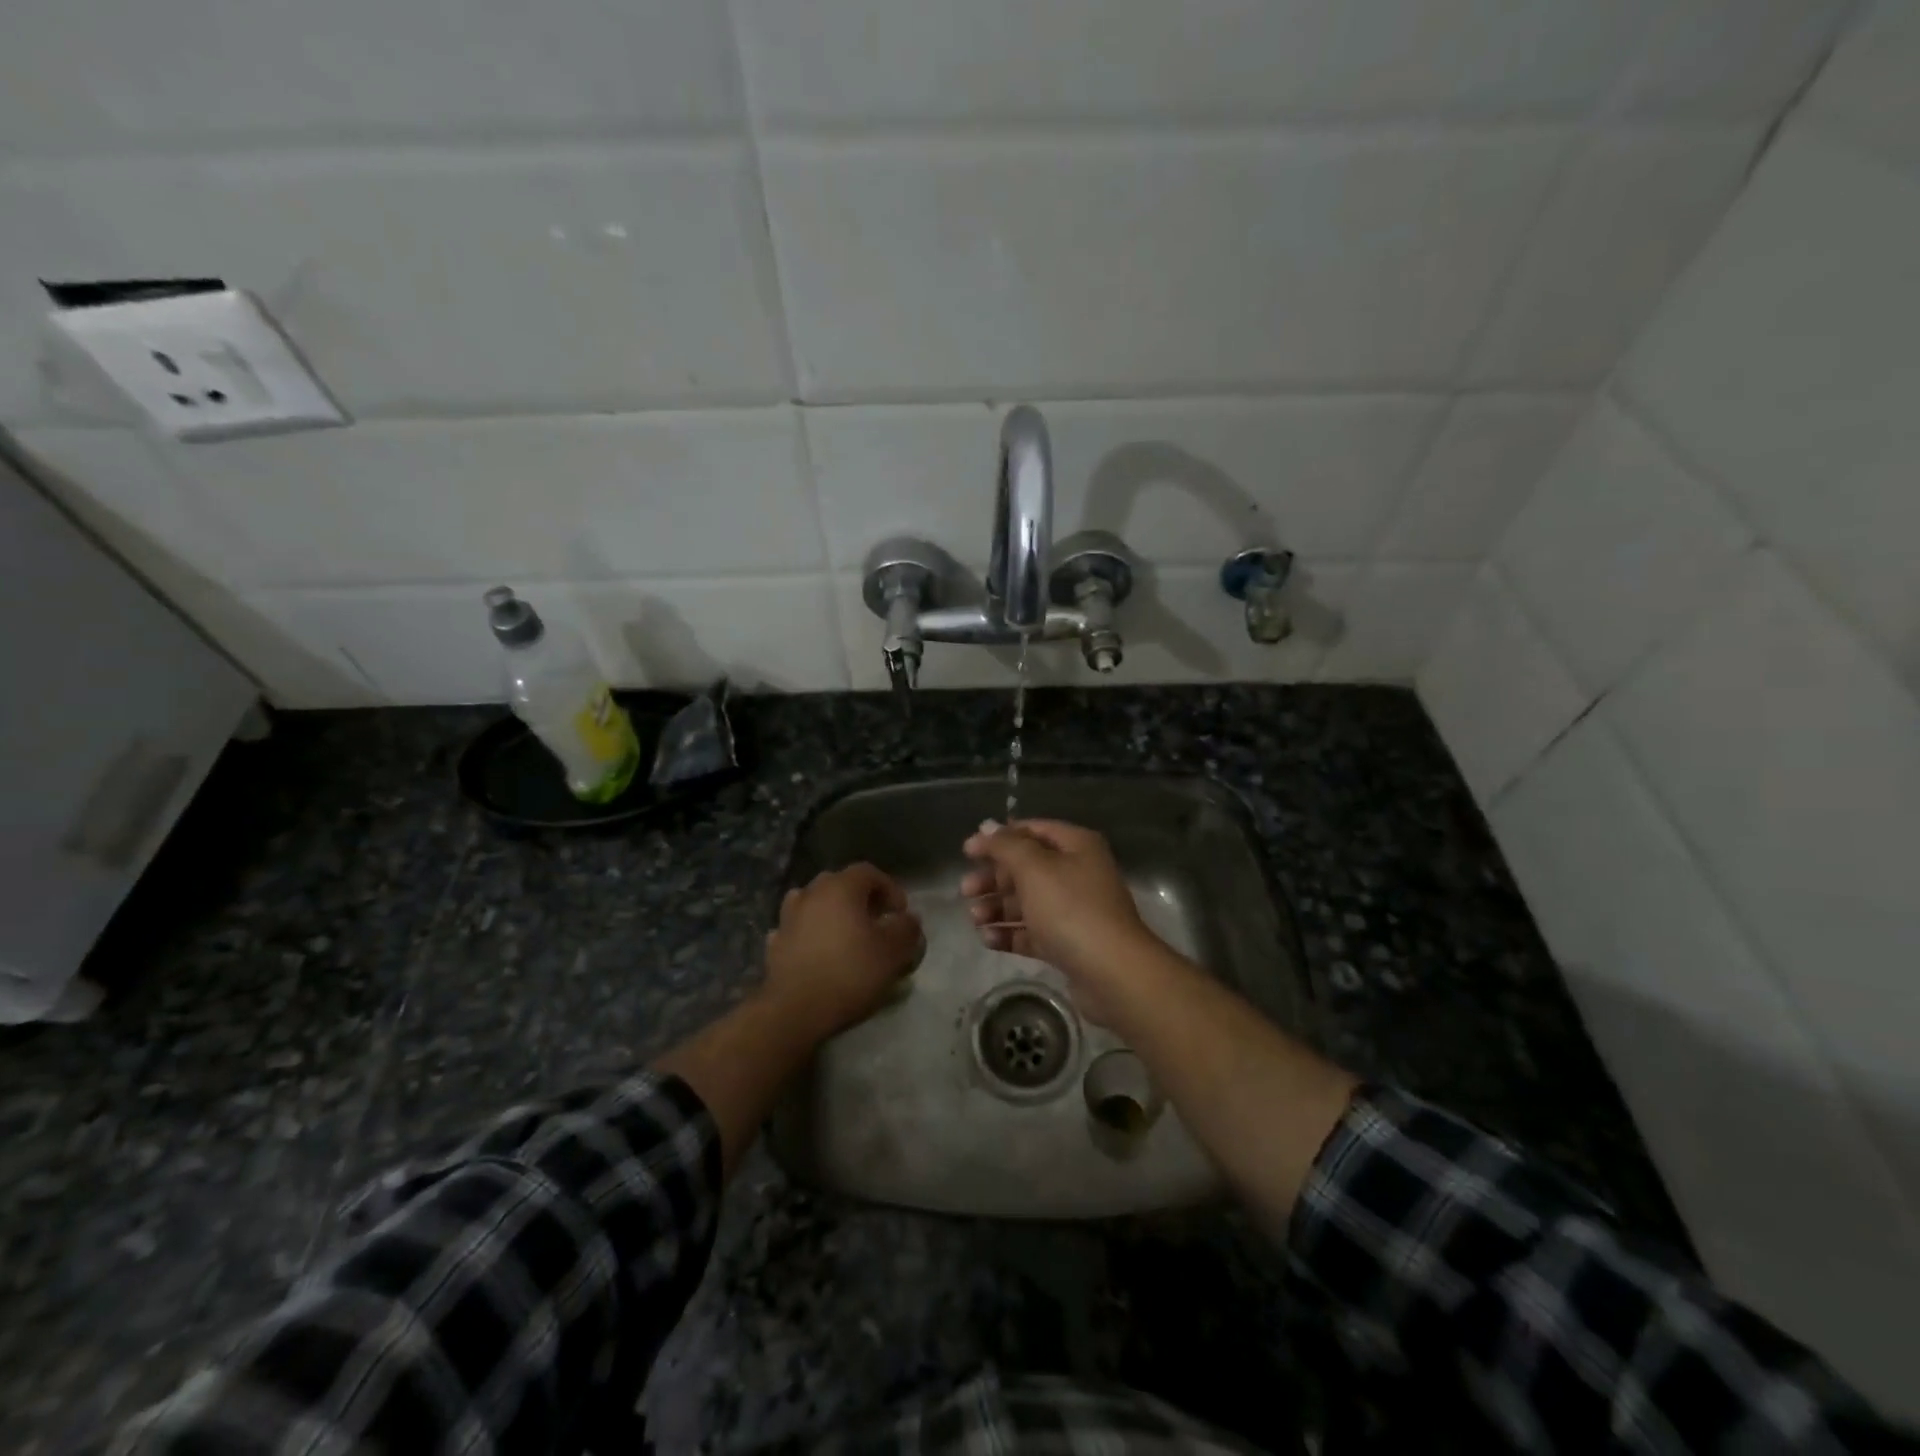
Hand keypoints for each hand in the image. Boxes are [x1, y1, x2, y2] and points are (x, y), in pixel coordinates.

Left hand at [763, 864, 923, 1039]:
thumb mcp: (893, 952)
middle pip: (839, 884)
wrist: (796, 1010)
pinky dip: (809, 933)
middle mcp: (811, 893)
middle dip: (860, 898)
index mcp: (840, 888)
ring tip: (845, 934)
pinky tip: (818, 951)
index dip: (889, 888)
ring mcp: (788, 917)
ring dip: (831, 912)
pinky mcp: (775, 942)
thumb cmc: (850, 973)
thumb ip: (907, 929)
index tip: (900, 913)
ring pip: (814, 902)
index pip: (868, 872)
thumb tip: (909, 919)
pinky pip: (797, 928)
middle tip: (876, 921)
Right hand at [960, 820, 1161, 1003]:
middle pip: (1026, 868)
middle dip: (994, 878)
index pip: (1032, 830)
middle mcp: (1077, 873)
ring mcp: (1074, 910)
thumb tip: (987, 826)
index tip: (967, 852)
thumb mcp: (1034, 868)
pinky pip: (1033, 932)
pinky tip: (988, 940)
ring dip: (997, 907)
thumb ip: (1006, 845)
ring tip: (974, 918)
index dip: (998, 838)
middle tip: (965, 890)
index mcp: (1076, 846)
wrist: (1113, 972)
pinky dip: (1010, 933)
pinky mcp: (1069, 943)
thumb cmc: (1071, 909)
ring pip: (1027, 902)